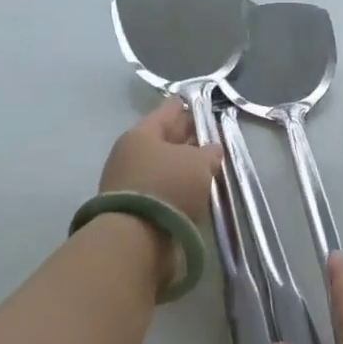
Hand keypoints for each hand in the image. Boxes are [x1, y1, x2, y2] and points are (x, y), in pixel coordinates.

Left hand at [98, 98, 222, 231]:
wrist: (136, 240)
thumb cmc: (168, 186)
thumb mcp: (199, 162)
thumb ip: (209, 152)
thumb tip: (212, 150)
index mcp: (141, 134)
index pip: (169, 111)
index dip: (188, 106)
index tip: (203, 103)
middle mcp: (131, 155)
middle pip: (165, 139)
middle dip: (188, 137)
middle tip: (211, 134)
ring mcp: (130, 183)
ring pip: (165, 166)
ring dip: (184, 166)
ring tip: (209, 166)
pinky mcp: (136, 209)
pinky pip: (163, 189)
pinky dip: (178, 188)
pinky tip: (196, 191)